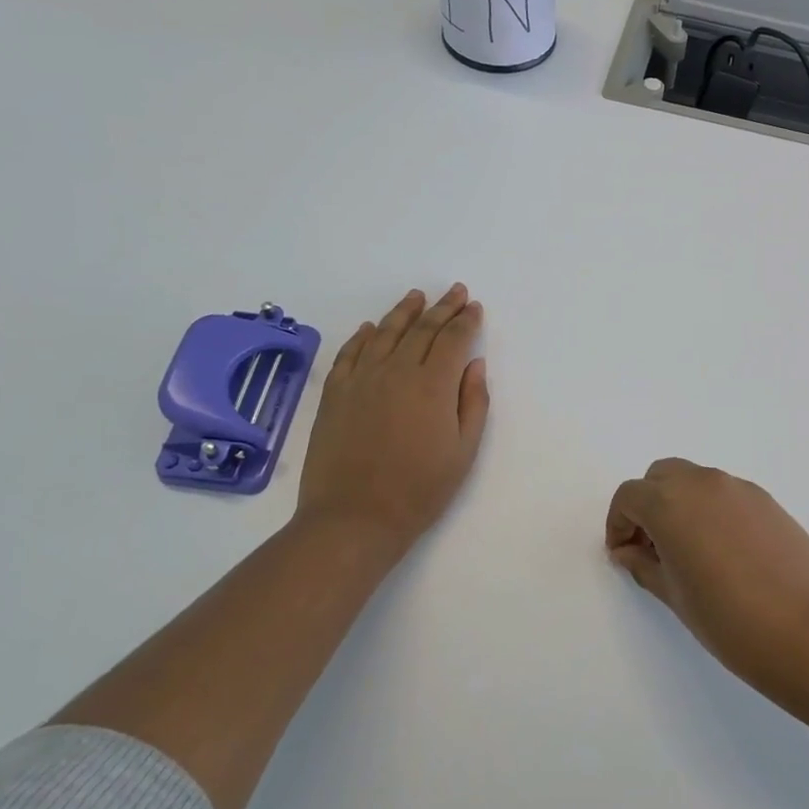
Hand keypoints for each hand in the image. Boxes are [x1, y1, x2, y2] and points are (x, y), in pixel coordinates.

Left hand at [295, 284, 488, 562]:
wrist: (355, 517)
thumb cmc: (419, 489)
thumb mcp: (464, 451)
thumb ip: (473, 402)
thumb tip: (474, 365)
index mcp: (432, 385)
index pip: (453, 339)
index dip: (466, 321)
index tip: (475, 307)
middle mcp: (396, 371)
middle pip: (422, 329)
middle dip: (442, 307)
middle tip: (455, 292)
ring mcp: (360, 380)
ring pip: (385, 333)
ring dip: (404, 312)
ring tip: (416, 296)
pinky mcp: (334, 394)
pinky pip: (349, 353)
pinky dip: (363, 336)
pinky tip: (370, 328)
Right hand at [605, 459, 808, 677]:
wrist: (806, 630)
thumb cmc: (727, 618)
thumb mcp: (673, 595)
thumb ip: (643, 565)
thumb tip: (628, 551)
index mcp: (670, 503)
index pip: (629, 496)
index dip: (618, 524)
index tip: (623, 554)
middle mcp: (703, 483)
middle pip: (661, 477)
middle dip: (648, 505)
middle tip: (652, 547)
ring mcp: (739, 488)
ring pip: (696, 481)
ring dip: (681, 504)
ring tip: (689, 550)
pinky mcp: (767, 501)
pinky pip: (726, 494)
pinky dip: (712, 509)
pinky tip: (724, 552)